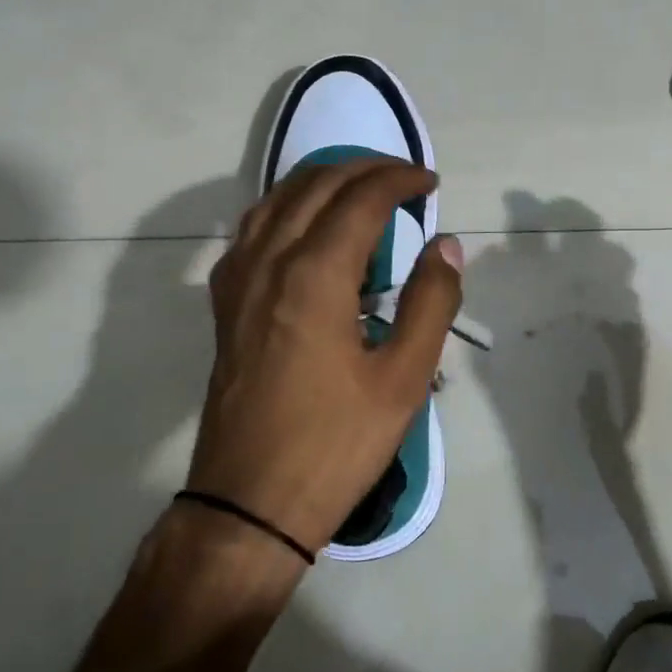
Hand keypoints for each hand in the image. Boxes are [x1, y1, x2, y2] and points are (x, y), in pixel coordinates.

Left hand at [183, 158, 463, 557]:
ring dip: (322, 182)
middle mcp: (268, 262)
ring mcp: (238, 282)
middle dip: (364, 169)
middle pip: (315, 186)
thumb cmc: (336, 443)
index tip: (430, 183)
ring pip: (276, 201)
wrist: (251, 502)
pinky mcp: (225, 305)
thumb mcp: (403, 379)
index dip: (400, 181)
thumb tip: (445, 245)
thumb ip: (431, 302)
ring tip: (361, 189)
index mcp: (314, 276)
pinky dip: (288, 209)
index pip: (360, 199)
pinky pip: (254, 231)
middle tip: (404, 179)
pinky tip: (308, 229)